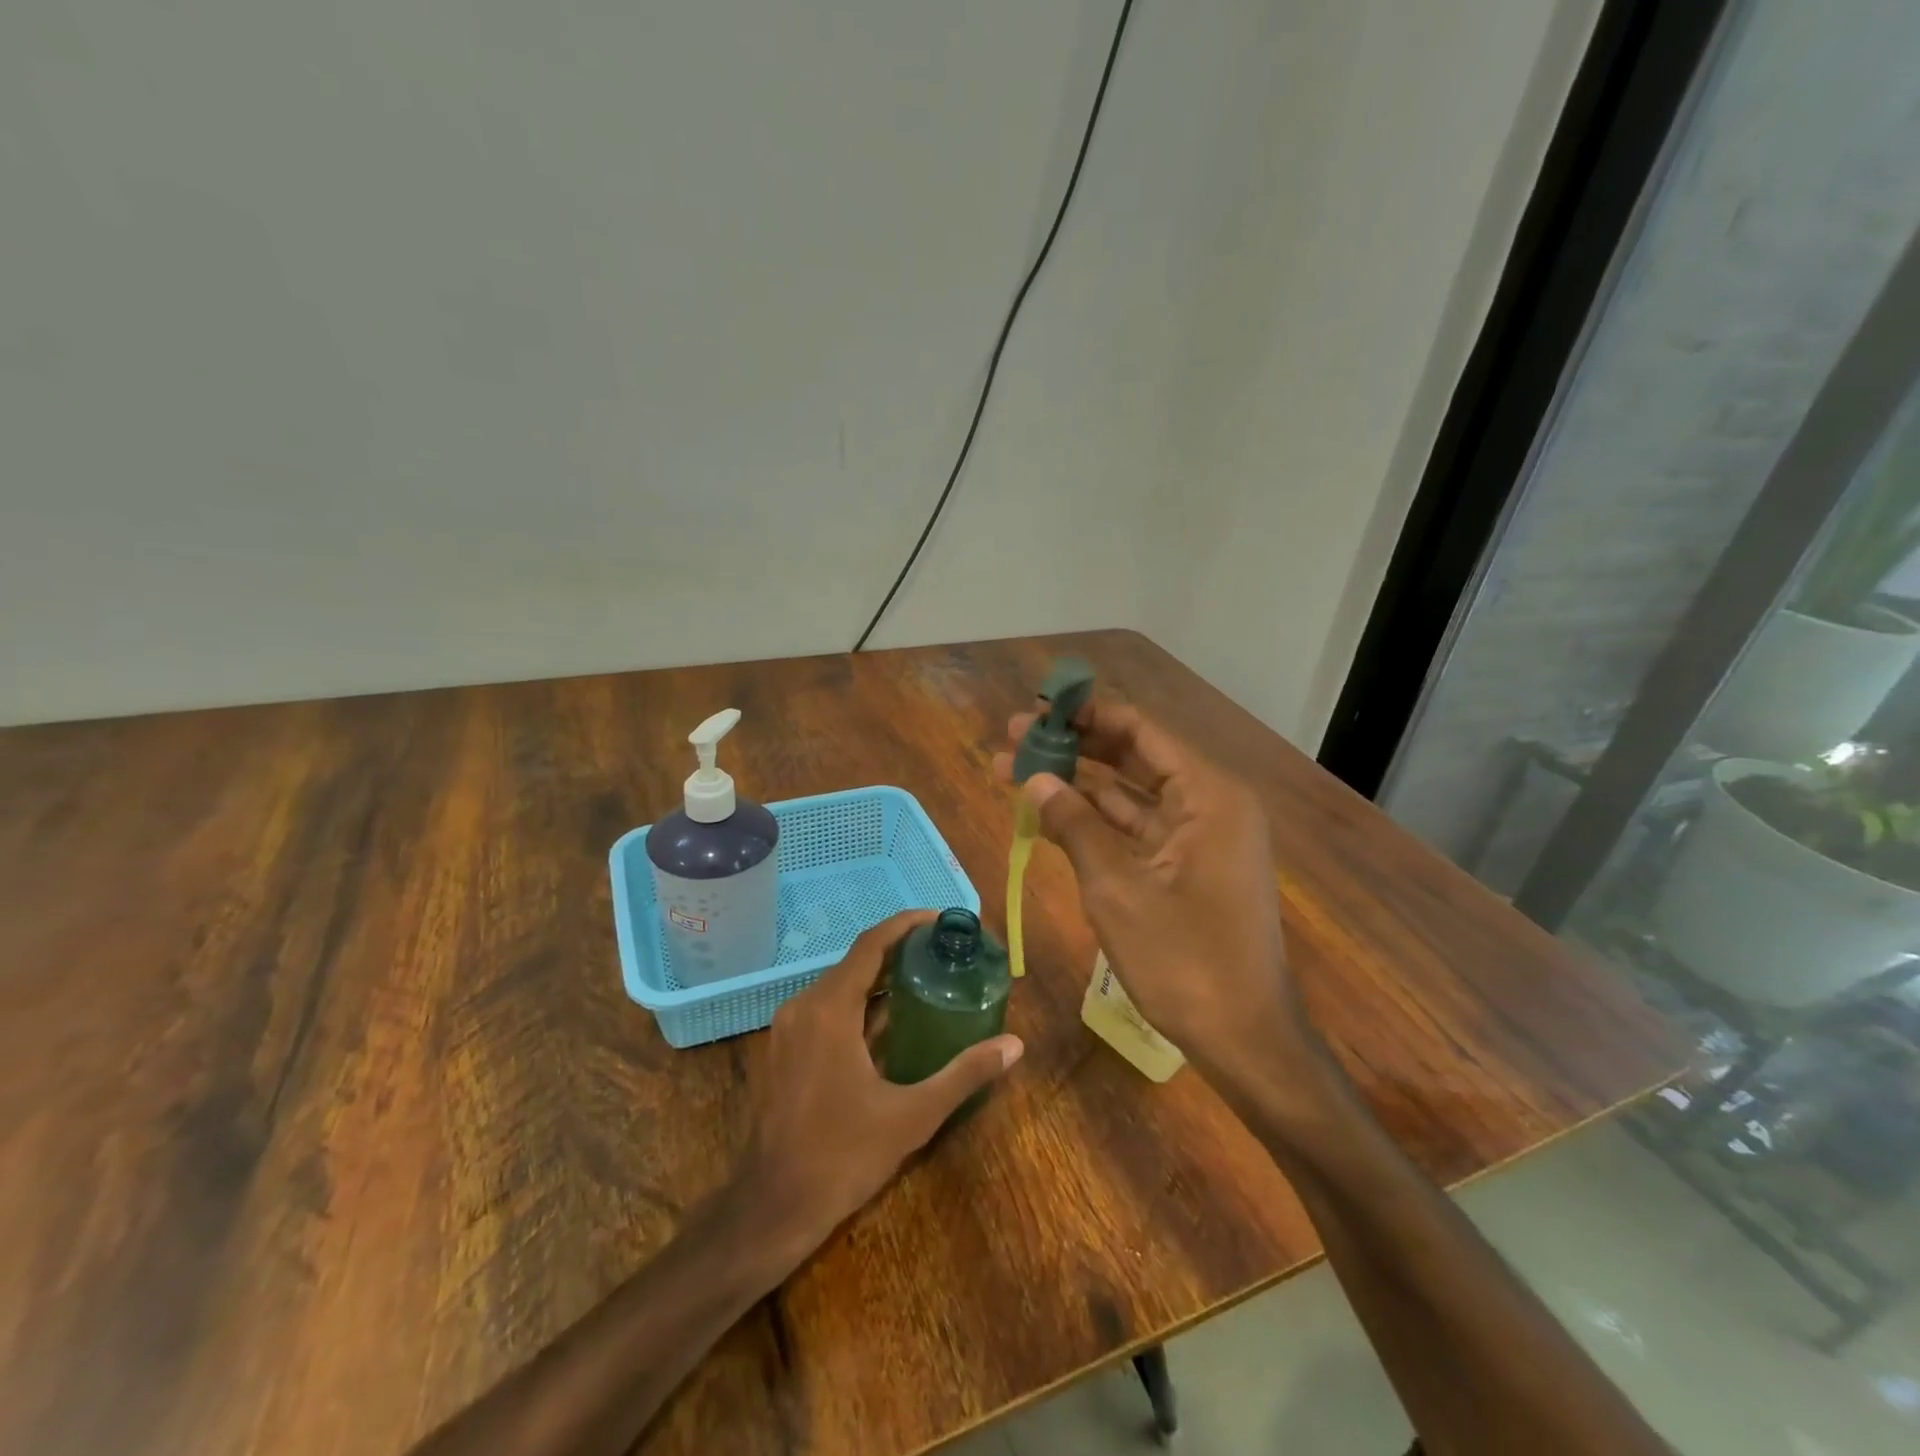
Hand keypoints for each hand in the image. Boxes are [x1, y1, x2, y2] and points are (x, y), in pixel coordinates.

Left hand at [734, 911, 1023, 1259]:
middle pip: (855, 961)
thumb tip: (1014, 1046)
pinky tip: (888, 1023)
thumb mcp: (912, 1116)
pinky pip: (825, 1009)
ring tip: (924, 980)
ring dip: (878, 979)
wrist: (771, 1208)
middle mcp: (804, 1006)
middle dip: (898, 951)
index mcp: (830, 1009)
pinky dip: (858, 1004)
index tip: (939, 918)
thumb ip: (964, 1074)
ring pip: (839, 986)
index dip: (905, 924)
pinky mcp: (783, 1050)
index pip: (871, 944)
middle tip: (942, 953)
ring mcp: (787, 1028)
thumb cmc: (841, 1156)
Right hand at [994, 701, 1313, 1084]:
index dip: (1086, 715)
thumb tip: (1033, 778)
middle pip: (1133, 757)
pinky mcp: (1186, 867)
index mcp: (1208, 795)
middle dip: (1073, 746)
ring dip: (1076, 784)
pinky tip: (1048, 812)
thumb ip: (1074, 825)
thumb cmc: (1184, 959)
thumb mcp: (1118, 888)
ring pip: (1130, 794)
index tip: (1037, 709)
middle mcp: (1209, 803)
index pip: (1140, 730)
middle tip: (1014, 736)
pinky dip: (1094, 822)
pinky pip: (1136, 829)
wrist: (1243, 1038)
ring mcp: (1199, 837)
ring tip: (1014, 768)